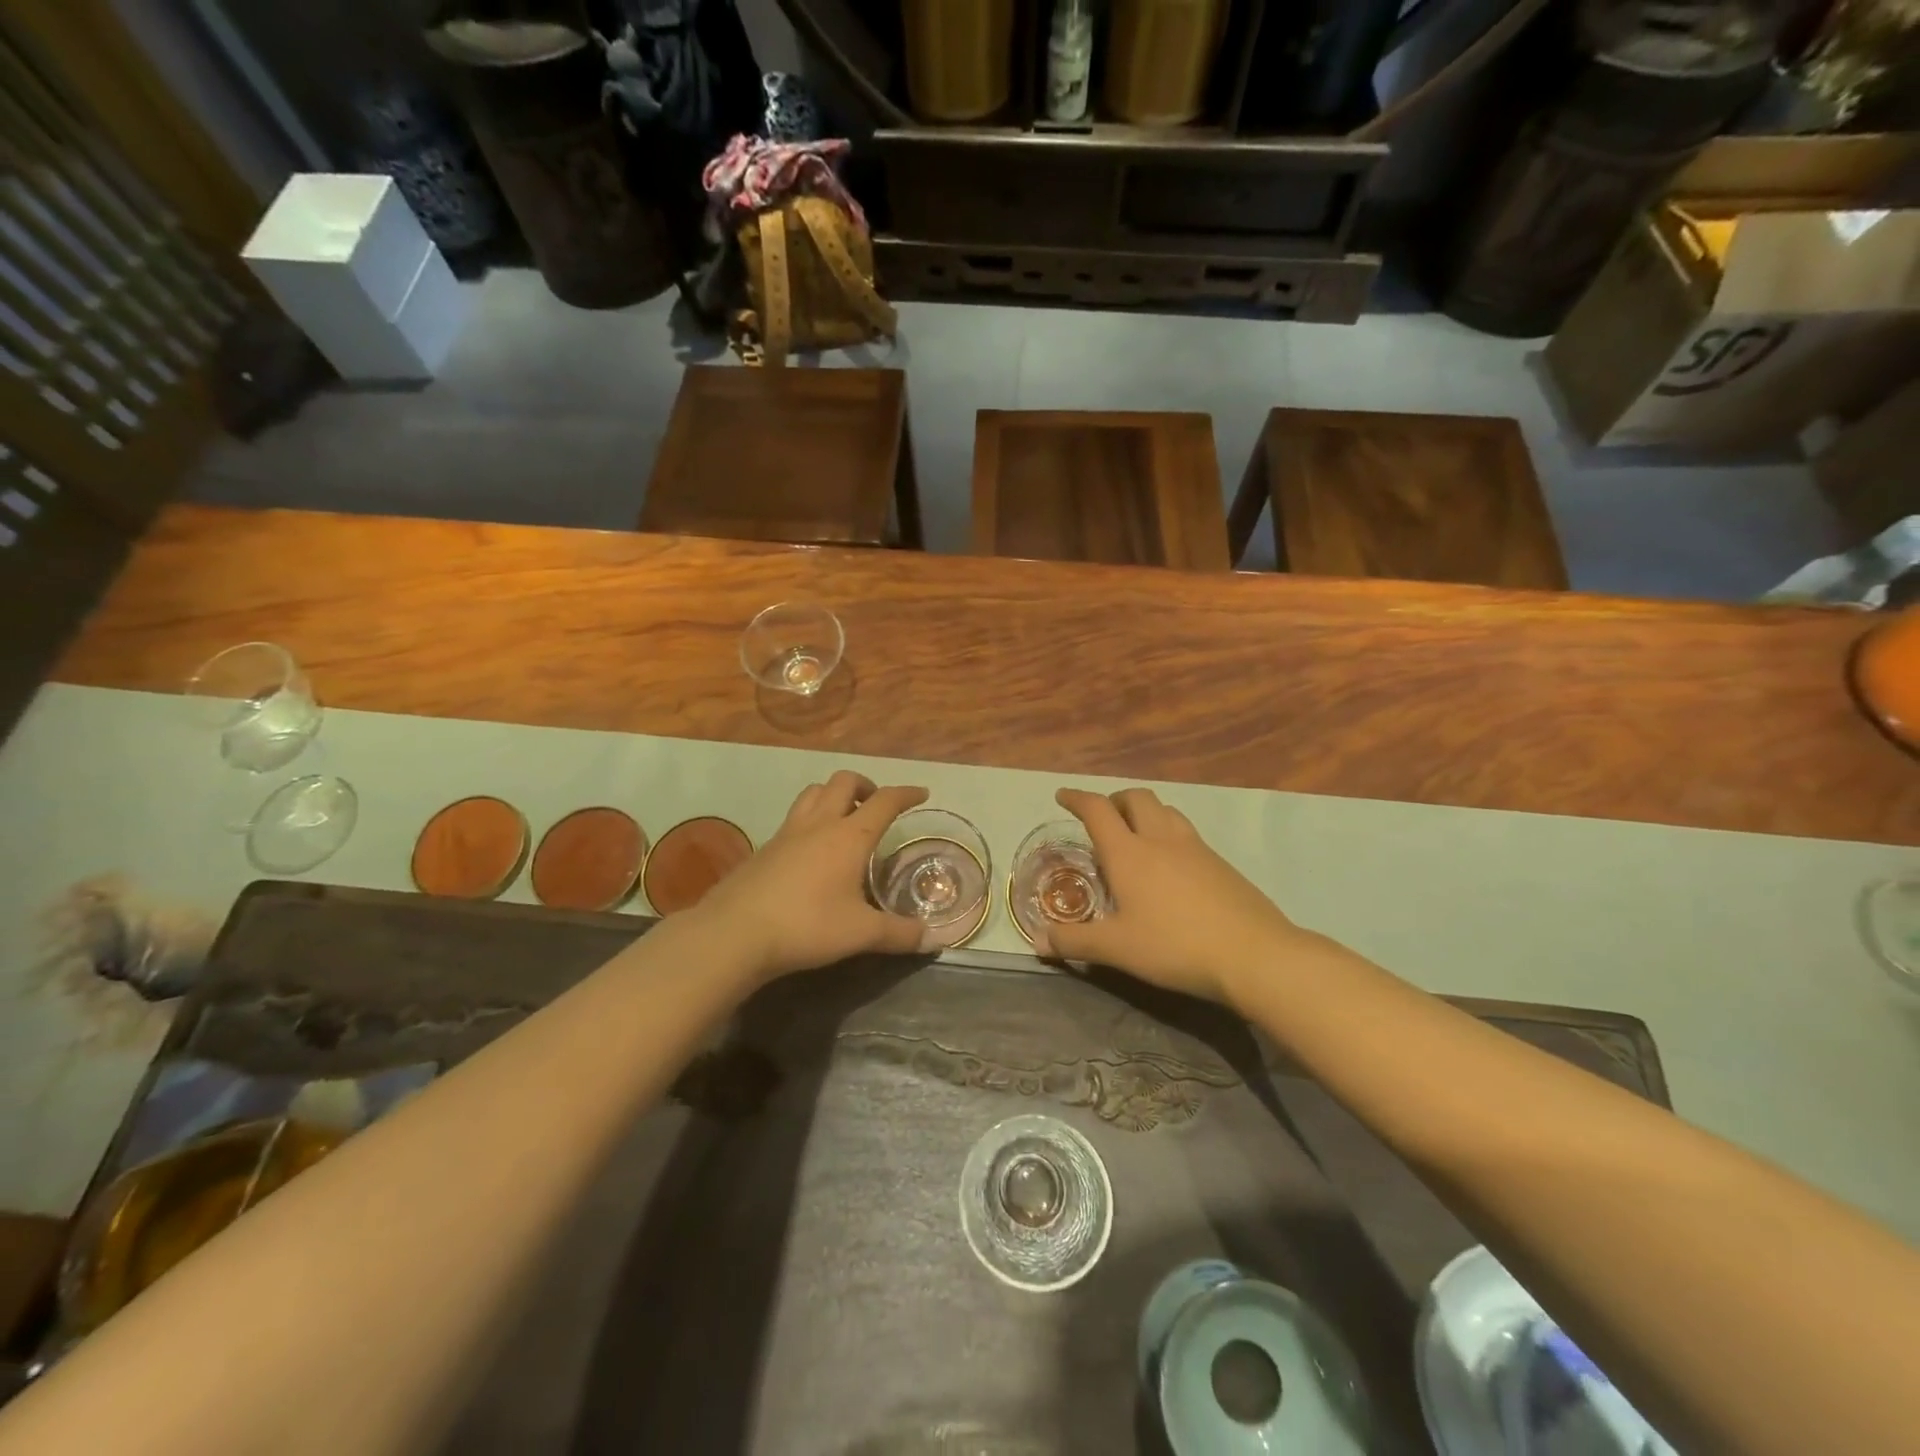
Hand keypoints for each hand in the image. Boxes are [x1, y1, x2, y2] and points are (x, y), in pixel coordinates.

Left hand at [695, 771, 930, 981]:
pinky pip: (793, 817)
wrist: (735, 932)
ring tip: (844, 816)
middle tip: (877, 805)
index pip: (885, 801)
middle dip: (866, 785)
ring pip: (814, 792)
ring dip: (834, 794)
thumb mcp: (860, 934)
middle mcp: (819, 824)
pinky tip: (810, 849)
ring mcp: (787, 832)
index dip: (906, 793)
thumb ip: (899, 934)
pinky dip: (810, 818)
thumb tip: (934, 940)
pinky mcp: (764, 847)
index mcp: (849, 836)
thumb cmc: (806, 926)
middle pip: (844, 782)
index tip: (921, 793)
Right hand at [1047, 787, 1321, 1006]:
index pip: (1097, 810)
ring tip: (1137, 835)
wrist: (1253, 954)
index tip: (1063, 795)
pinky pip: (1188, 833)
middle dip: (1115, 799)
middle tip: (1104, 818)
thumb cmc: (1174, 946)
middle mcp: (1161, 840)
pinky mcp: (1221, 864)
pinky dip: (1169, 834)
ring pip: (1167, 811)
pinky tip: (1171, 866)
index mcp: (1129, 853)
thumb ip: (1074, 942)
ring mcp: (1196, 848)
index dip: (1077, 798)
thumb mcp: (1116, 949)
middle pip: (1137, 798)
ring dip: (1146, 812)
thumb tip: (1038, 940)